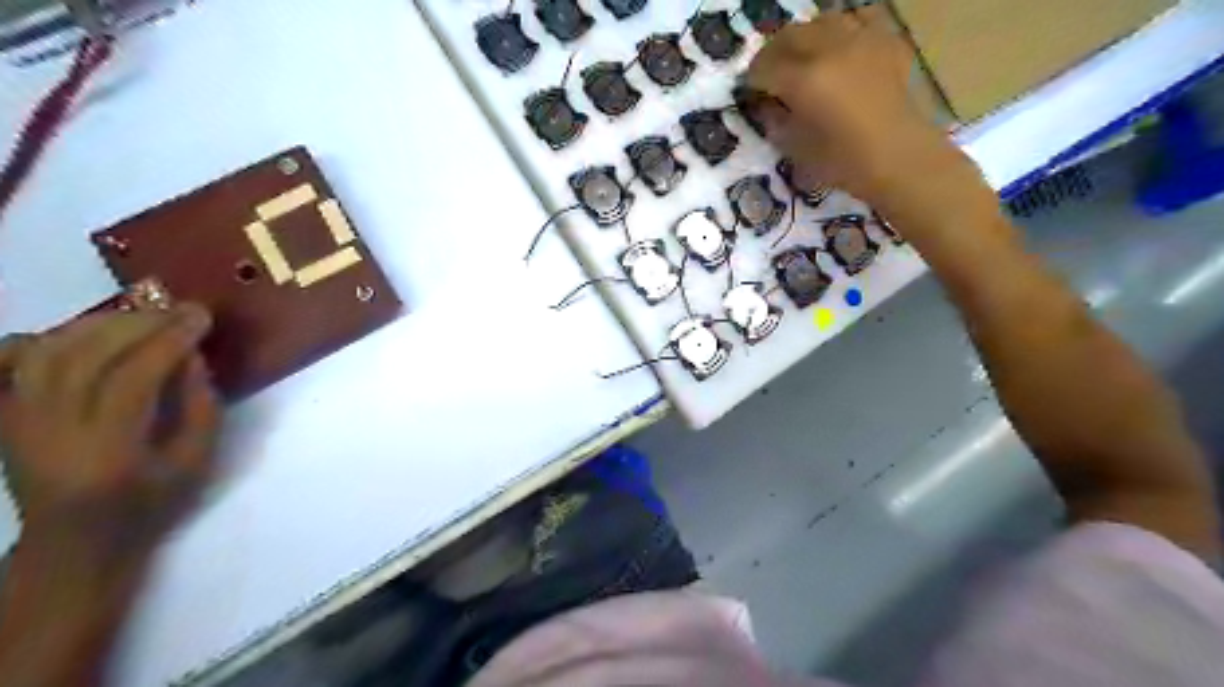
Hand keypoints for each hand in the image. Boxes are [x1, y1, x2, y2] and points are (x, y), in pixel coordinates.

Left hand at [0, 306, 218, 579]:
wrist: (76, 542)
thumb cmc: (149, 504)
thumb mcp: (196, 461)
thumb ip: (200, 405)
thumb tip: (191, 355)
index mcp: (107, 450)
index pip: (133, 378)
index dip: (169, 341)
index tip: (200, 316)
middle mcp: (50, 431)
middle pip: (85, 357)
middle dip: (138, 324)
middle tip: (177, 309)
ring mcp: (17, 422)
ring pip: (46, 353)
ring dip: (96, 325)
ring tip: (139, 315)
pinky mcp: (3, 418)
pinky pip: (7, 365)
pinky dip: (38, 339)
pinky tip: (76, 334)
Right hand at [745, 5, 982, 219]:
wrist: (900, 159)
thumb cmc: (844, 163)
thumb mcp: (797, 149)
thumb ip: (776, 121)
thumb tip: (766, 105)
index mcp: (804, 80)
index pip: (764, 68)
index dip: (752, 80)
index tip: (750, 92)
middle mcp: (830, 50)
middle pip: (789, 36)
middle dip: (773, 54)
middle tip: (769, 73)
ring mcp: (861, 40)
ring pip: (822, 22)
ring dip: (805, 37)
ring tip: (803, 58)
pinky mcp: (886, 42)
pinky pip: (859, 20)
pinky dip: (843, 31)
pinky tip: (840, 49)